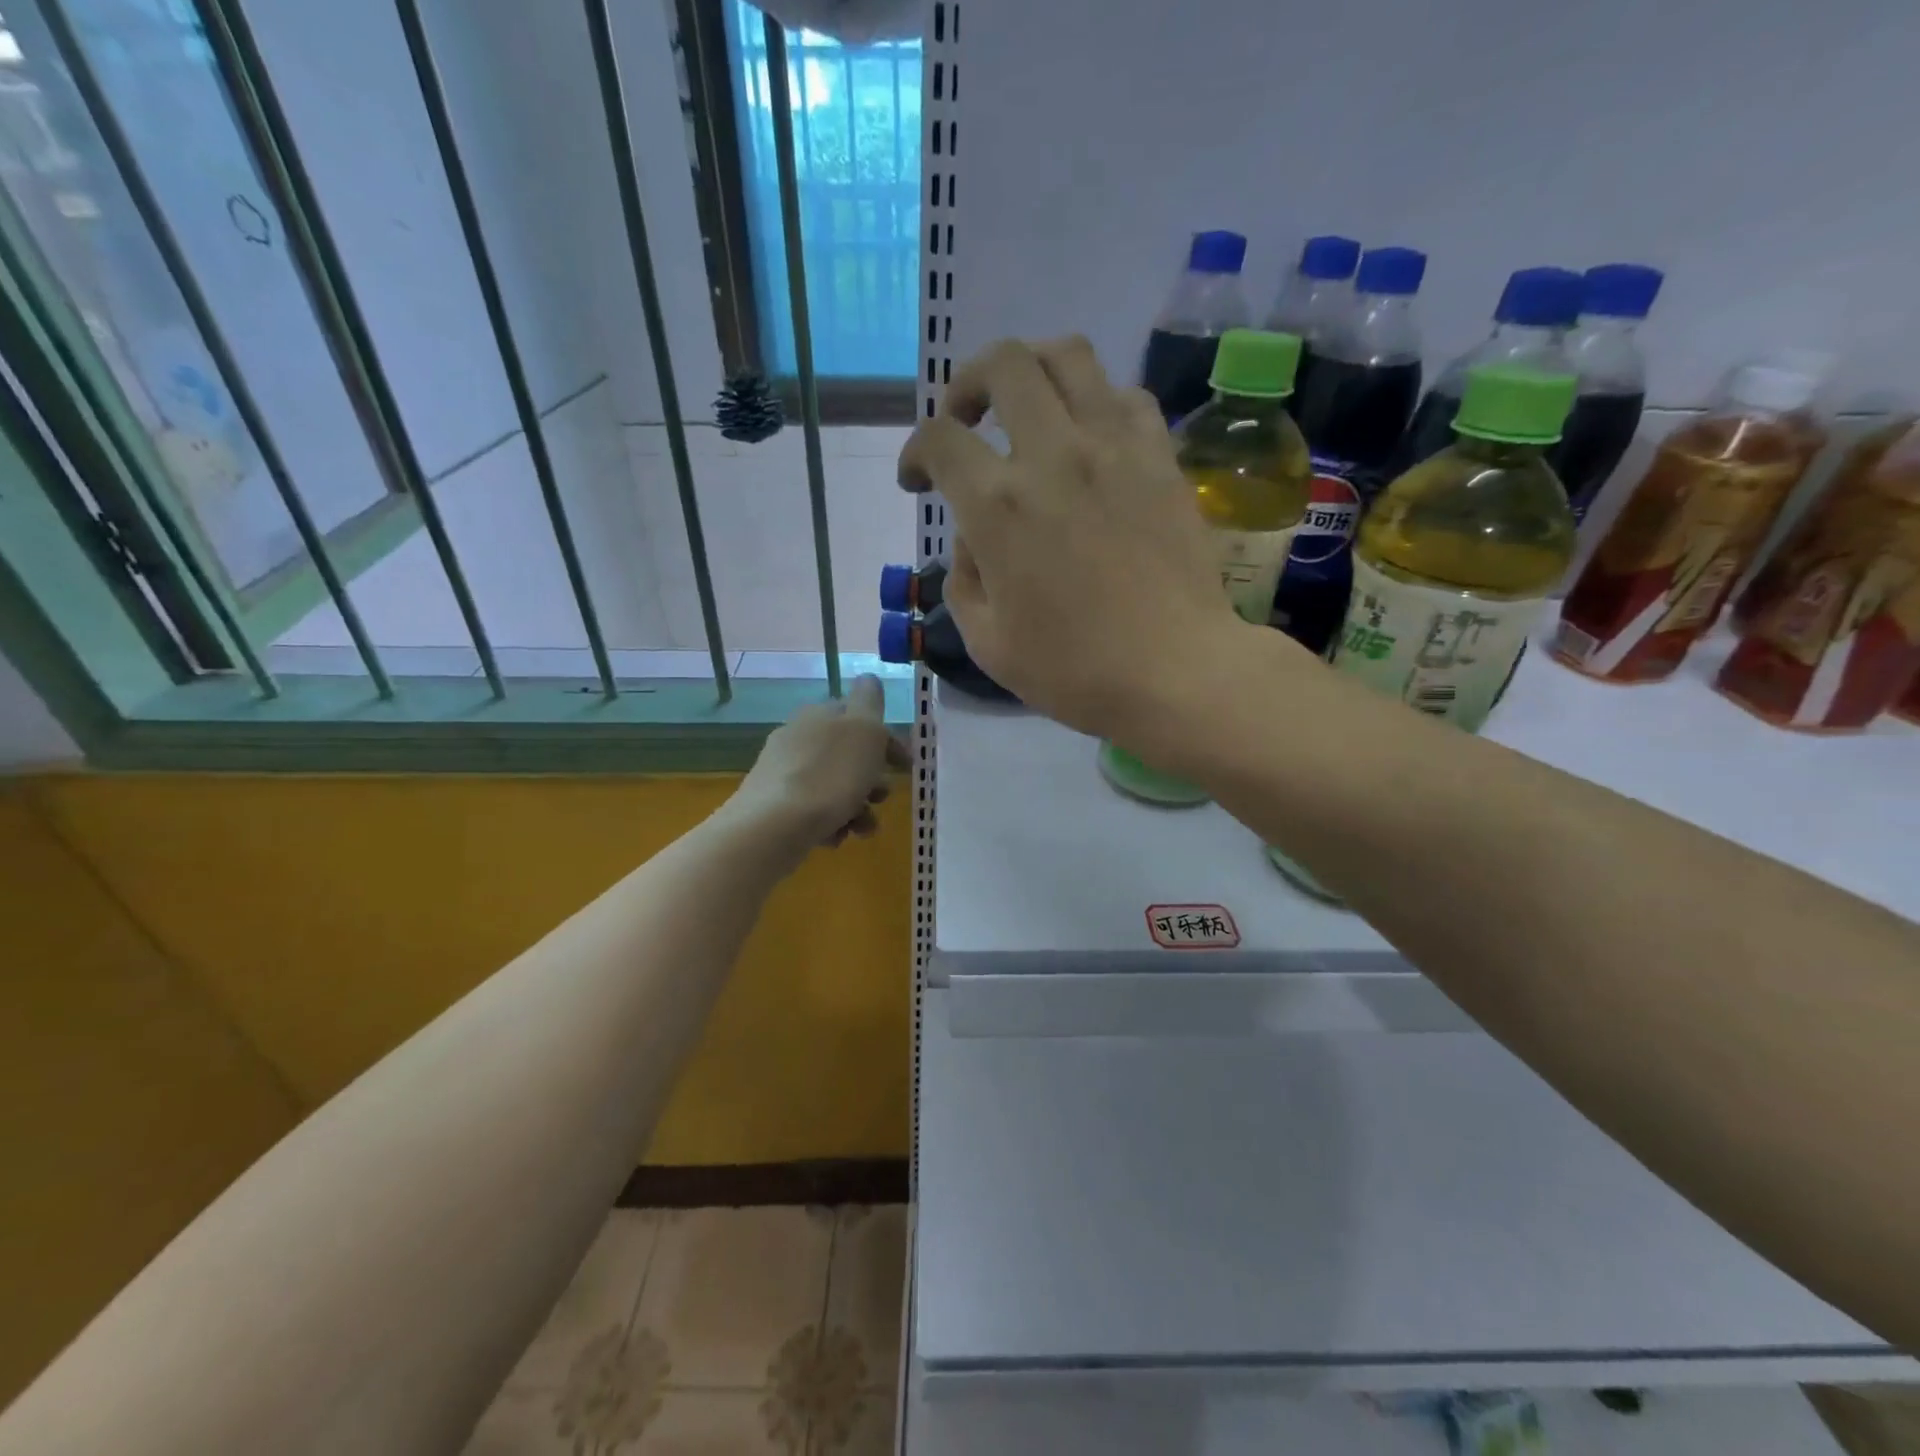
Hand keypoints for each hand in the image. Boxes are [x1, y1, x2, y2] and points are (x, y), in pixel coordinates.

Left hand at [728, 675, 907, 859]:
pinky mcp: (773, 804)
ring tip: (862, 828)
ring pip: (833, 785)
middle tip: (881, 798)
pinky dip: (831, 822)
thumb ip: (870, 700)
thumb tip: (869, 679)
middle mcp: (798, 737)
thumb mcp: (864, 728)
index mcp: (820, 714)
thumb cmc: (832, 774)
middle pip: (847, 755)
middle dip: (872, 779)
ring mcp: (782, 771)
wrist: (776, 824)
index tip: (906, 767)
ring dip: (856, 806)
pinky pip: (814, 810)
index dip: (888, 741)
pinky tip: (834, 836)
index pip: (859, 717)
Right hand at [897, 337, 1286, 744]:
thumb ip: (963, 581)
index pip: (939, 440)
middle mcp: (1053, 455)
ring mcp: (1114, 448)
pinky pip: (1125, 396)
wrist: (1176, 672)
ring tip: (1028, 410)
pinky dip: (1096, 403)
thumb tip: (972, 540)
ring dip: (1033, 371)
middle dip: (968, 385)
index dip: (915, 452)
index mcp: (998, 507)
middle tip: (967, 423)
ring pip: (1069, 356)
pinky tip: (1090, 440)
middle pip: (1003, 365)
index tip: (917, 481)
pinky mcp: (1160, 457)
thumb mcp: (989, 644)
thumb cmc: (1075, 670)